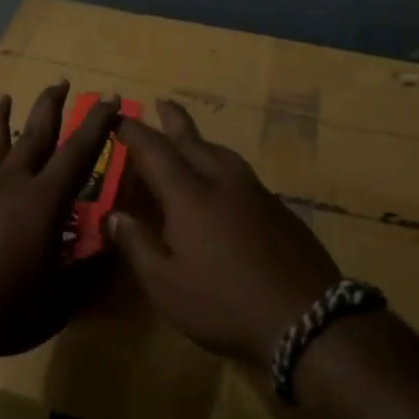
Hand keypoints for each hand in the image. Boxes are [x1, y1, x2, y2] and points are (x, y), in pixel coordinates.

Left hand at [0, 83, 121, 362]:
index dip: (97, 124)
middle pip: (34, 133)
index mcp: (44, 201)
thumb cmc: (0, 308)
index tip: (109, 98)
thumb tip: (116, 243)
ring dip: (0, 115)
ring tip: (5, 95)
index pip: (78, 152)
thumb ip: (89, 272)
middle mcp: (10, 182)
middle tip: (61, 81)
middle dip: (51, 105)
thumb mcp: (57, 302)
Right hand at [108, 101, 340, 365]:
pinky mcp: (278, 209)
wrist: (305, 316)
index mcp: (189, 196)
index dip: (135, 133)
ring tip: (192, 138)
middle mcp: (222, 183)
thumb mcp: (166, 284)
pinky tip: (225, 181)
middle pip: (194, 142)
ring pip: (223, 154)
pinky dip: (224, 164)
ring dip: (203, 140)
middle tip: (162, 102)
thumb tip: (114, 214)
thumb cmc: (223, 303)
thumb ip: (137, 245)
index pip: (155, 152)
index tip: (121, 119)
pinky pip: (242, 173)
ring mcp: (255, 193)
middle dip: (174, 121)